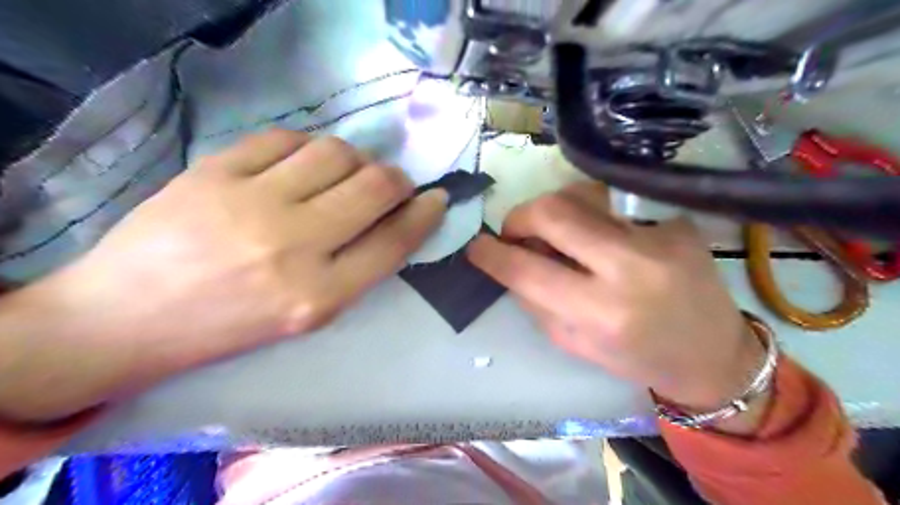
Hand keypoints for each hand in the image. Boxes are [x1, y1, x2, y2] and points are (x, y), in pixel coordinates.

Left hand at [1, 131, 445, 421]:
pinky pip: (285, 138)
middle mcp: (294, 247)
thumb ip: (356, 268)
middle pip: (374, 188)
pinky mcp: (215, 171)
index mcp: (319, 296)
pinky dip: (306, 147)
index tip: (436, 198)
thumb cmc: (230, 325)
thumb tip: (395, 219)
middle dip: (396, 180)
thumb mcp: (307, 314)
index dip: (424, 214)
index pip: (394, 242)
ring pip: (336, 153)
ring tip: (343, 172)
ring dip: (354, 159)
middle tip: (391, 183)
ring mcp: (252, 203)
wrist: (127, 317)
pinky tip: (298, 164)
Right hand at [463, 183, 765, 416]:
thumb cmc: (636, 357)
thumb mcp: (573, 343)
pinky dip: (588, 214)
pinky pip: (611, 202)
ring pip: (581, 194)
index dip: (491, 255)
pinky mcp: (673, 220)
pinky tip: (595, 235)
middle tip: (515, 232)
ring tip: (555, 232)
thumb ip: (535, 300)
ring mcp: (657, 236)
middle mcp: (630, 267)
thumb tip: (509, 260)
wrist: (712, 351)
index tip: (477, 248)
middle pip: (553, 211)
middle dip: (519, 217)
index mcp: (602, 313)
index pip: (527, 270)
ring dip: (552, 209)